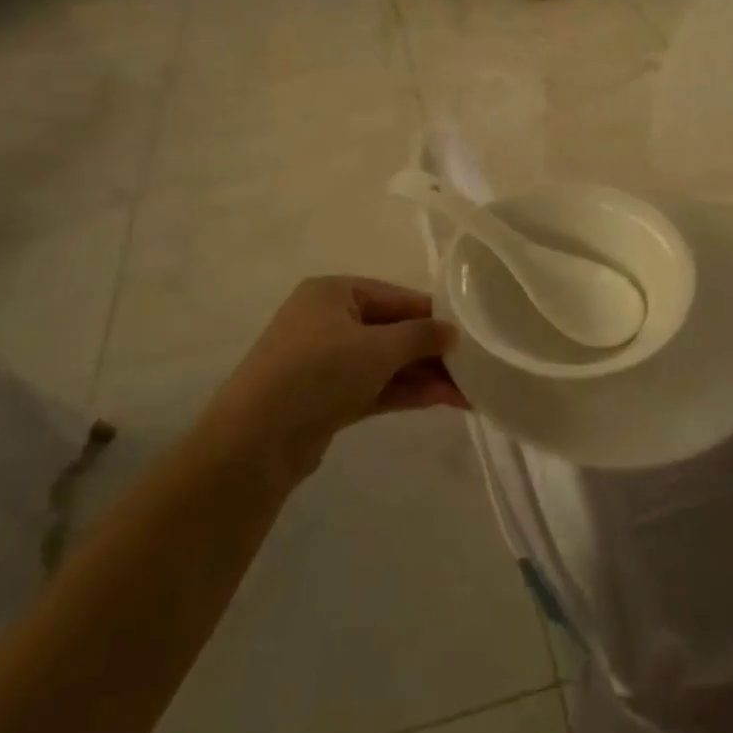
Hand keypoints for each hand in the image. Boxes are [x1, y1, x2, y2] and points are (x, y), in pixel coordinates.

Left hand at [221, 277, 464, 475]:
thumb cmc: (320, 372)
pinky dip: (404, 391)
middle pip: (393, 330)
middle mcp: (328, 319)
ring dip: (424, 375)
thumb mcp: (378, 347)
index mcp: (334, 292)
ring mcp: (326, 360)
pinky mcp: (327, 397)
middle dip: (433, 351)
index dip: (435, 315)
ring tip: (470, 391)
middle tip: (476, 368)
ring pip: (386, 362)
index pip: (397, 297)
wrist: (256, 440)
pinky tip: (442, 400)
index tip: (473, 332)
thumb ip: (421, 335)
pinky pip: (375, 385)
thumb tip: (452, 332)